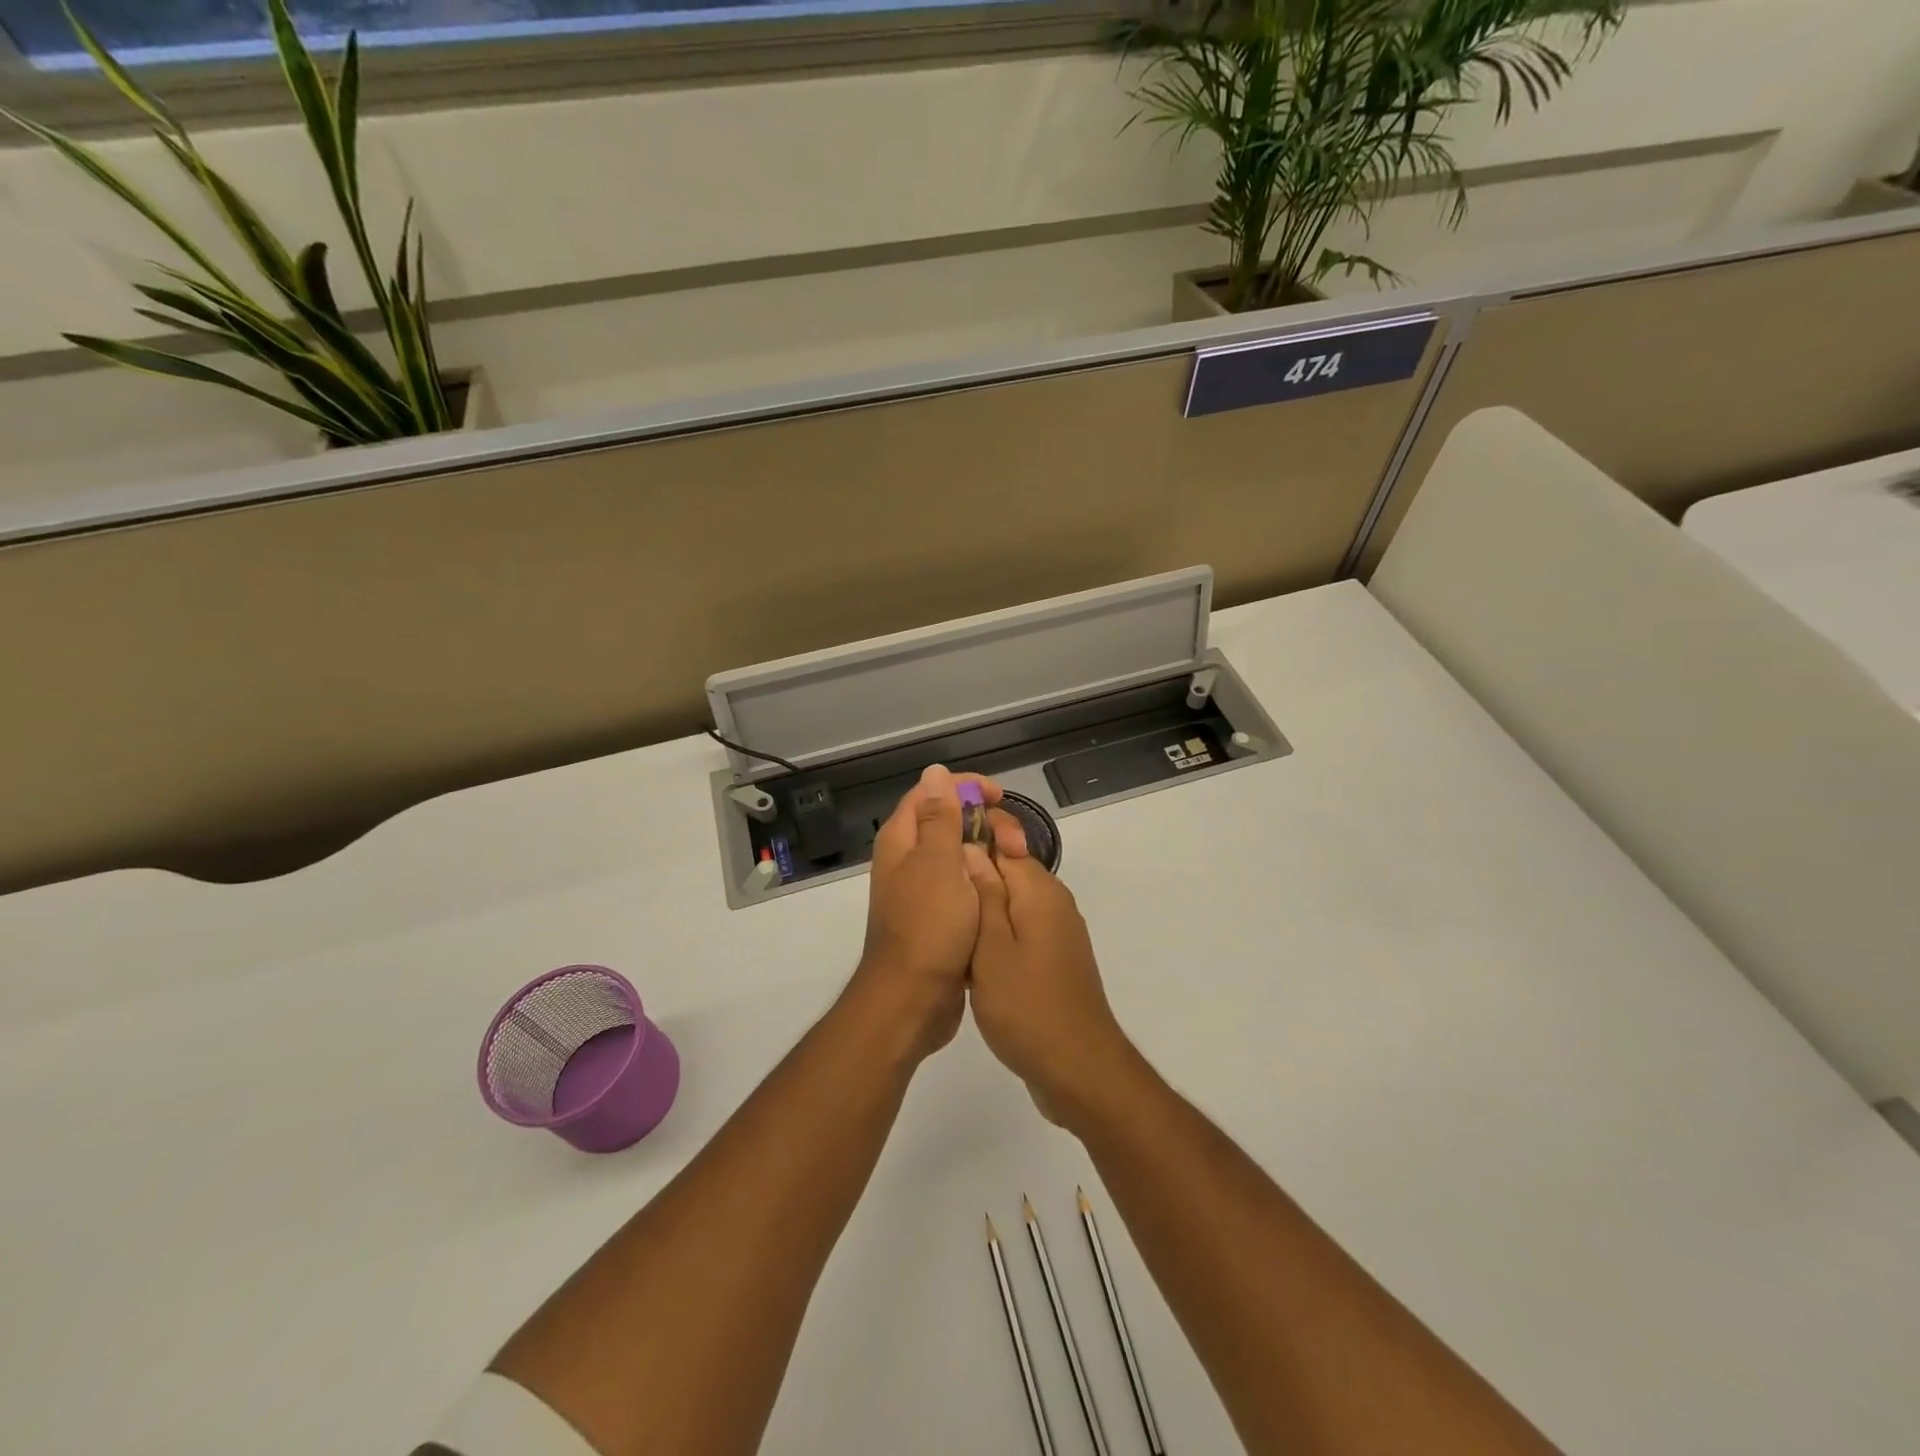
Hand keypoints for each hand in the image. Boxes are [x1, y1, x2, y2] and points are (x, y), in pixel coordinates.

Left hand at [852, 765, 1015, 1059]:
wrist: (913, 999)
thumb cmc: (928, 926)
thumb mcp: (938, 863)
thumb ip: (938, 817)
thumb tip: (934, 771)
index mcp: (902, 840)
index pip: (931, 792)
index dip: (965, 786)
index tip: (1000, 798)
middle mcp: (907, 859)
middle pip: (947, 821)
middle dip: (983, 822)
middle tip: (1015, 841)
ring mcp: (921, 889)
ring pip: (958, 854)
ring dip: (987, 851)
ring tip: (1016, 862)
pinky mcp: (936, 916)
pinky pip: (962, 883)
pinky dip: (984, 878)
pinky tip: (1005, 887)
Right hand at [966, 835, 1138, 1127]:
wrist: (1077, 1069)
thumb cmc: (1026, 1006)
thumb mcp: (991, 947)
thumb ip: (983, 895)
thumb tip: (972, 847)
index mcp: (1040, 891)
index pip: (1005, 843)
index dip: (971, 841)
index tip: (937, 852)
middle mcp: (1054, 904)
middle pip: (1008, 873)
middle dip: (973, 878)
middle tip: (932, 893)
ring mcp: (1058, 934)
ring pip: (1011, 905)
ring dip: (982, 911)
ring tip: (944, 924)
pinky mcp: (1055, 960)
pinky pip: (1020, 932)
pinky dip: (995, 937)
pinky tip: (970, 958)